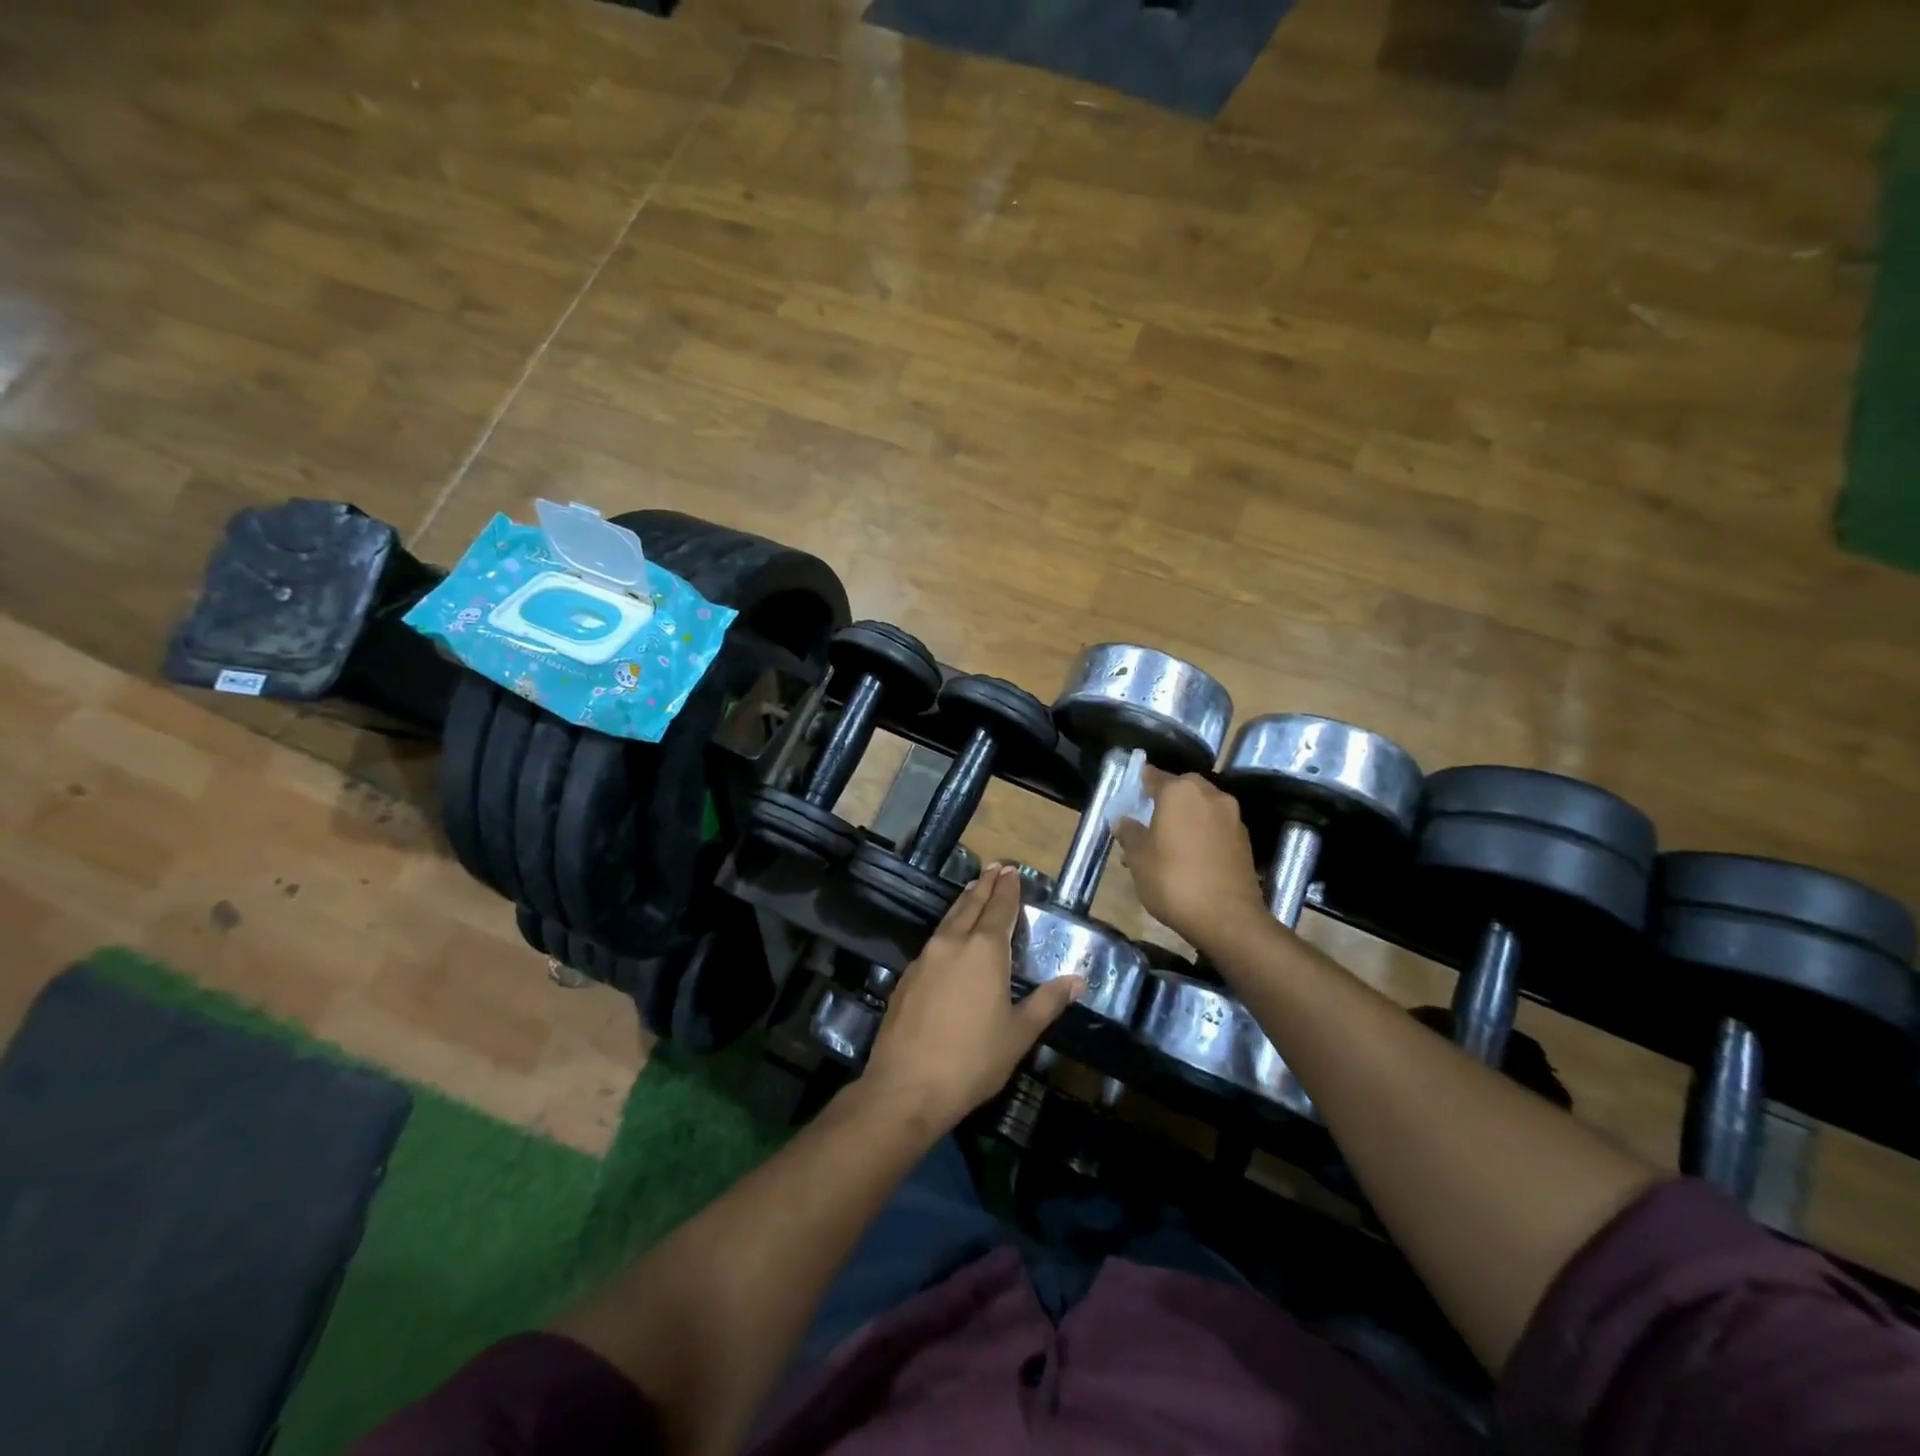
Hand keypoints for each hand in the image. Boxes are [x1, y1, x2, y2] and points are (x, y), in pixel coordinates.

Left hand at [864, 865, 1083, 1128]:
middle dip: (985, 885)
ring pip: (949, 920)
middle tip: (995, 867)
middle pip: (971, 905)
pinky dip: (948, 928)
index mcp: (984, 951)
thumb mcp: (1019, 1034)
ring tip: (973, 891)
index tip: (1011, 870)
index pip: (999, 909)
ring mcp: (926, 958)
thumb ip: (1047, 1002)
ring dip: (964, 903)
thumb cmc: (973, 1060)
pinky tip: (950, 938)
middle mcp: (953, 944)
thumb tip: (1078, 979)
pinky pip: (934, 940)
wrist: (907, 1086)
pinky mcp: (908, 977)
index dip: (1007, 889)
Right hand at [1113, 768, 1267, 947]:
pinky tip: (1189, 857)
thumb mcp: (1138, 858)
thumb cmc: (1173, 880)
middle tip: (1148, 820)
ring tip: (1166, 845)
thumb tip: (1124, 820)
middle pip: (1181, 789)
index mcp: (1180, 791)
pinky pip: (1215, 827)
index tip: (1129, 794)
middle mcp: (1209, 795)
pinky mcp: (1244, 840)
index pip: (1153, 776)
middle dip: (1165, 801)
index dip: (1139, 784)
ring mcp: (1232, 817)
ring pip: (1200, 808)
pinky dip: (1201, 834)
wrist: (1228, 918)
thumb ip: (1129, 833)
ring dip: (1184, 818)